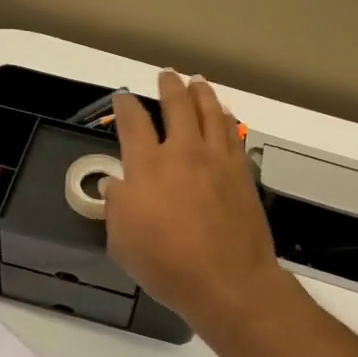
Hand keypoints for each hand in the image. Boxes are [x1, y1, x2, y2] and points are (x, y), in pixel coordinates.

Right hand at [103, 72, 288, 334]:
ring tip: (197, 82)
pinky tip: (225, 116)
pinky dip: (226, 118)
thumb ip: (116, 207)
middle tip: (166, 76)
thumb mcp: (122, 241)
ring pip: (210, 112)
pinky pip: (233, 134)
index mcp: (148, 166)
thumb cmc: (167, 264)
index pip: (133, 123)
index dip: (125, 105)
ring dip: (201, 93)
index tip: (123, 98)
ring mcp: (217, 160)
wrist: (228, 280)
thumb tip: (116, 185)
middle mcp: (183, 152)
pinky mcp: (242, 172)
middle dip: (169, 86)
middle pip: (177, 105)